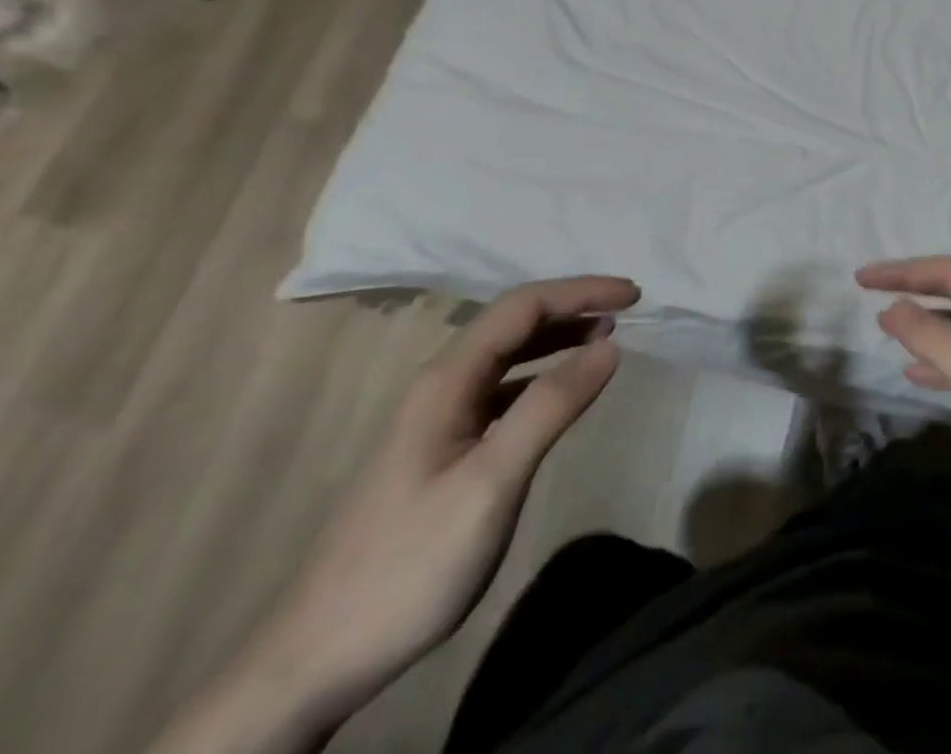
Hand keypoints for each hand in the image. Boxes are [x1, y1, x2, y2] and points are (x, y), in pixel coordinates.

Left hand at [157, 277, 639, 753]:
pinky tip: (561, 392)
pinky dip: (542, 376)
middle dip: (573, 306)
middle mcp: (441, 385)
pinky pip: (502, 390)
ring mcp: (438, 418)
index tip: (635, 294)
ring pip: (507, 355)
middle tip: (628, 309)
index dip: (581, 291)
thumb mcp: (492, 482)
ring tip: (606, 337)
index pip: (523, 307)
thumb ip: (551, 406)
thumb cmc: (410, 563)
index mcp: (448, 379)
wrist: (315, 658)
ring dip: (559, 337)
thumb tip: (611, 343)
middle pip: (513, 323)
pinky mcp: (442, 450)